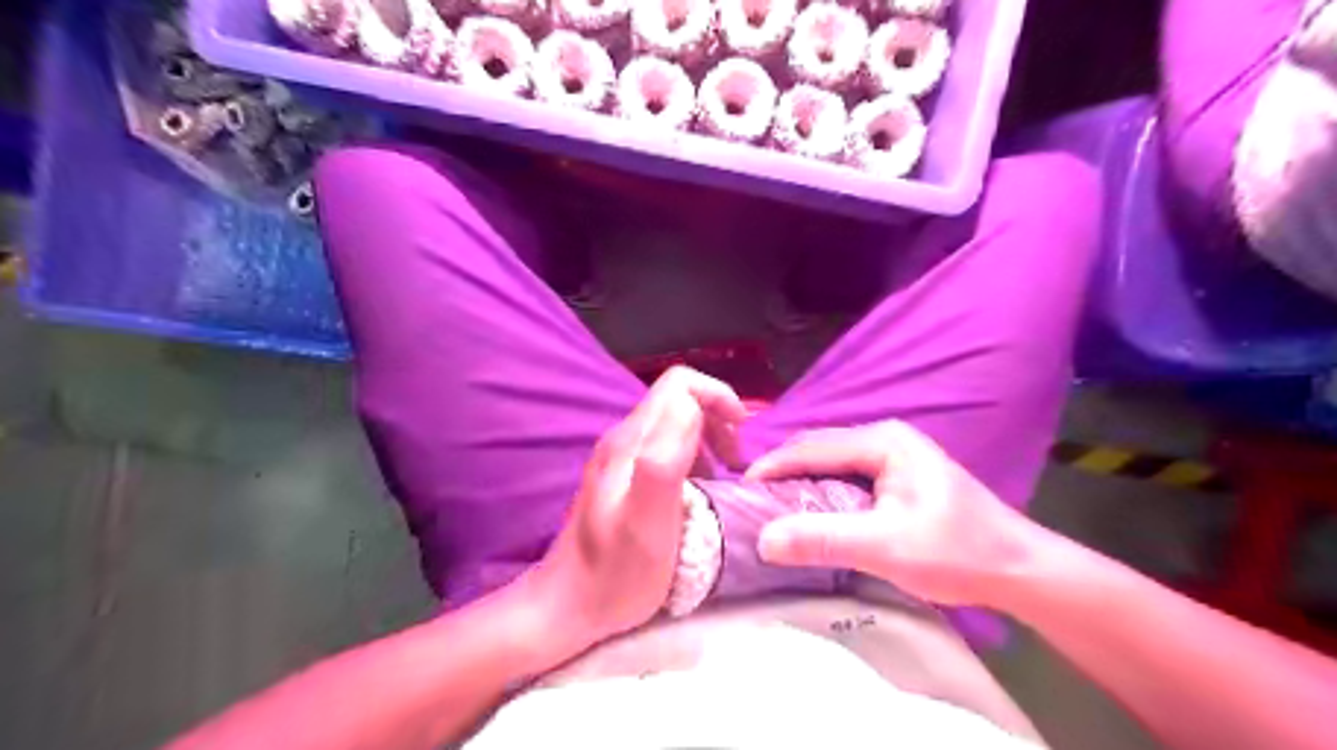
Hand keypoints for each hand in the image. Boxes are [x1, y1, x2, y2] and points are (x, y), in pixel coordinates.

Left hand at [530, 366, 741, 648]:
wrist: (567, 605)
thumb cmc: (614, 574)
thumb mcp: (646, 523)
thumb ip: (664, 461)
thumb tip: (692, 409)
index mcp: (632, 443)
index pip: (681, 385)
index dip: (718, 397)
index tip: (742, 436)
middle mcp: (624, 439)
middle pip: (678, 398)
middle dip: (717, 417)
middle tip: (736, 461)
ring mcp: (620, 457)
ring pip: (674, 421)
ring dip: (709, 436)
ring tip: (725, 474)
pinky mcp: (622, 476)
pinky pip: (665, 445)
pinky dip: (694, 454)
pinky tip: (700, 488)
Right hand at [749, 419, 1036, 604]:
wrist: (1018, 569)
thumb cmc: (956, 552)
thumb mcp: (885, 547)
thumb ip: (823, 539)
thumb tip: (764, 539)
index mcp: (883, 441)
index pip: (811, 447)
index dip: (772, 467)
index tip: (740, 490)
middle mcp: (885, 438)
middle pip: (819, 449)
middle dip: (783, 472)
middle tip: (752, 500)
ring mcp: (894, 455)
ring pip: (831, 462)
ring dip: (801, 482)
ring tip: (773, 507)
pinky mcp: (898, 476)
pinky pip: (846, 476)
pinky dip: (821, 491)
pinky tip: (810, 512)